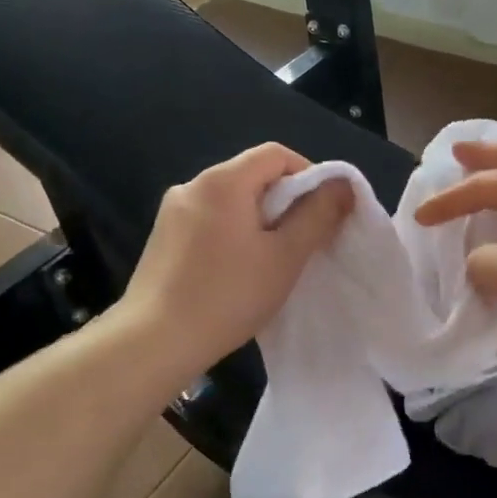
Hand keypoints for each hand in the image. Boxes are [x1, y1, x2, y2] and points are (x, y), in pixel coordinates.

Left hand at [118, 143, 353, 377]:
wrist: (154, 342)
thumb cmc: (228, 295)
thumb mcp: (285, 256)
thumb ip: (317, 215)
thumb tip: (342, 184)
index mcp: (223, 181)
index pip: (276, 155)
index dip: (309, 174)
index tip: (323, 212)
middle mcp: (192, 185)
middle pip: (252, 176)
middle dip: (285, 201)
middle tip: (303, 241)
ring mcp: (172, 213)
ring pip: (231, 202)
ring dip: (259, 220)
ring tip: (272, 260)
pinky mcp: (162, 239)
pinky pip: (210, 221)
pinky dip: (233, 234)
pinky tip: (238, 271)